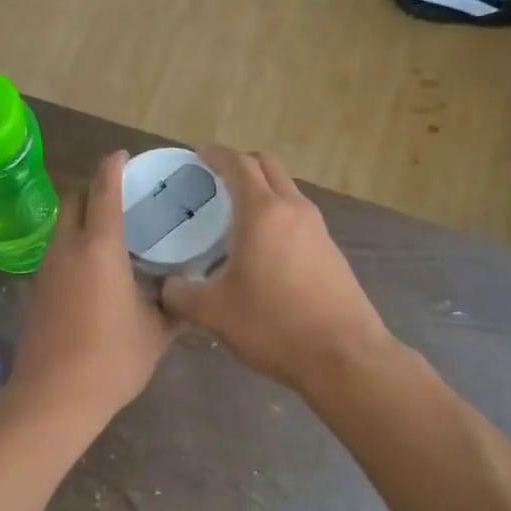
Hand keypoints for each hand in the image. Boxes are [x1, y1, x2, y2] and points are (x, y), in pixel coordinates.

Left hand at [8, 151, 172, 424]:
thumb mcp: (156, 333)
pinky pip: (57, 252)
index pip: (104, 191)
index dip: (113, 167)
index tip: (123, 155)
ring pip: (62, 227)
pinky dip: (74, 247)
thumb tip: (189, 294)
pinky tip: (96, 269)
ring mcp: (47, 269)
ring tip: (113, 233)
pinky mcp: (37, 290)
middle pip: (74, 201)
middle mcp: (68, 248)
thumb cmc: (112, 358)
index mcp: (100, 247)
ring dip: (83, 220)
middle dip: (94, 190)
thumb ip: (174, 306)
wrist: (54, 396)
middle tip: (123, 198)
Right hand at [160, 148, 390, 392]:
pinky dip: (277, 215)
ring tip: (234, 215)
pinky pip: (298, 216)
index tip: (197, 155)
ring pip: (286, 190)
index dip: (215, 154)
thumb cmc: (274, 325)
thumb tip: (166, 287)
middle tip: (214, 181)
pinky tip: (261, 248)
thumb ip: (180, 294)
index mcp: (262, 212)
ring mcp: (318, 228)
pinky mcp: (331, 250)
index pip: (238, 164)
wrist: (344, 356)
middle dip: (240, 164)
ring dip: (262, 190)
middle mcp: (294, 209)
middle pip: (267, 166)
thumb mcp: (214, 312)